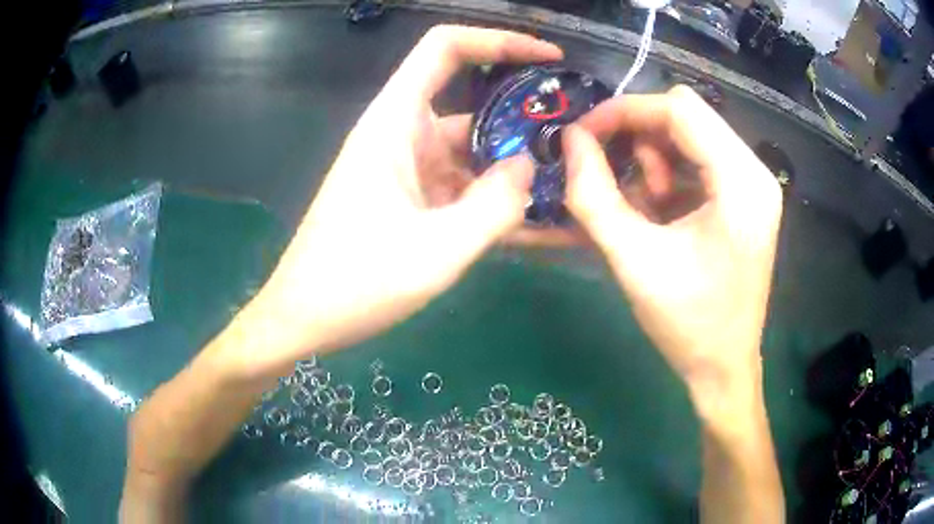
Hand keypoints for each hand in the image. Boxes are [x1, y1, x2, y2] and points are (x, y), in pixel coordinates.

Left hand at [217, 26, 562, 378]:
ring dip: (519, 167)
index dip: (499, 40)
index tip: (550, 58)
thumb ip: (494, 206)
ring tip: (574, 185)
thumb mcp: (435, 250)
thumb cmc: (355, 283)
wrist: (305, 320)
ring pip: (474, 152)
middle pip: (472, 102)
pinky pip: (465, 189)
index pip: (445, 48)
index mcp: (395, 123)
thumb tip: (528, 167)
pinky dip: (499, 201)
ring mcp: (409, 171)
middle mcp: (402, 136)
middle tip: (580, 138)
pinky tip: (542, 224)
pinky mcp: (413, 202)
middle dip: (527, 115)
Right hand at [563, 86, 782, 402]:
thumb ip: (593, 195)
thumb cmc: (687, 325)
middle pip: (686, 116)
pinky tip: (658, 212)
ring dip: (653, 158)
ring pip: (690, 134)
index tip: (583, 135)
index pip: (680, 109)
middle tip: (614, 176)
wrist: (722, 369)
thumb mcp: (633, 260)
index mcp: (741, 182)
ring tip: (643, 207)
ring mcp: (752, 184)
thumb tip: (570, 140)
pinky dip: (667, 174)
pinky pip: (697, 160)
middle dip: (639, 136)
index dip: (625, 111)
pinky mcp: (743, 198)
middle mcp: (754, 172)